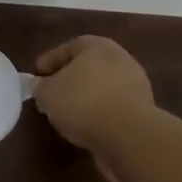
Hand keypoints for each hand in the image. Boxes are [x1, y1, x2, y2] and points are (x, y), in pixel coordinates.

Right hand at [34, 36, 155, 180]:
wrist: (129, 135)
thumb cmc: (83, 103)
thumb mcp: (48, 93)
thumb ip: (41, 87)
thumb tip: (40, 85)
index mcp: (97, 46)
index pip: (69, 47)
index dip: (50, 61)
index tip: (36, 76)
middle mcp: (120, 59)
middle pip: (89, 67)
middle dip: (70, 79)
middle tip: (52, 93)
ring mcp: (136, 86)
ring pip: (103, 88)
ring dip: (86, 99)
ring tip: (68, 115)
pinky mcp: (144, 112)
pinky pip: (114, 109)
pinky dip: (100, 115)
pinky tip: (86, 128)